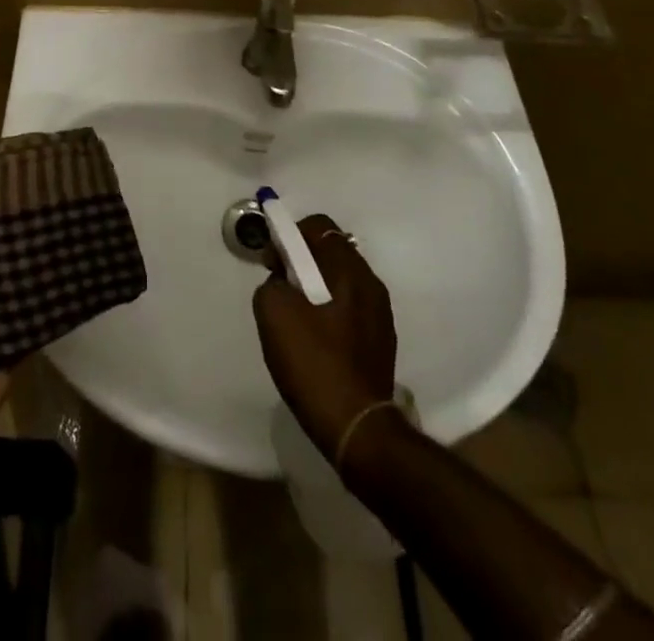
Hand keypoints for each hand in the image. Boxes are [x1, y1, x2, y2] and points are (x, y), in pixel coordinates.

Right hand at [253, 213, 396, 457]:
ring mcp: (380, 313)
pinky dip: (330, 308)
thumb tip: (282, 281)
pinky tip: (315, 337)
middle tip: (279, 283)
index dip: (289, 234)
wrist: (356, 427)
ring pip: (341, 280)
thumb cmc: (313, 362)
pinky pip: (350, 307)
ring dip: (316, 285)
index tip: (272, 260)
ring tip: (295, 313)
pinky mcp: (382, 340)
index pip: (319, 227)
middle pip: (331, 251)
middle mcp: (370, 283)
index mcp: (349, 270)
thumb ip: (272, 282)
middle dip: (302, 260)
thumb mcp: (273, 312)